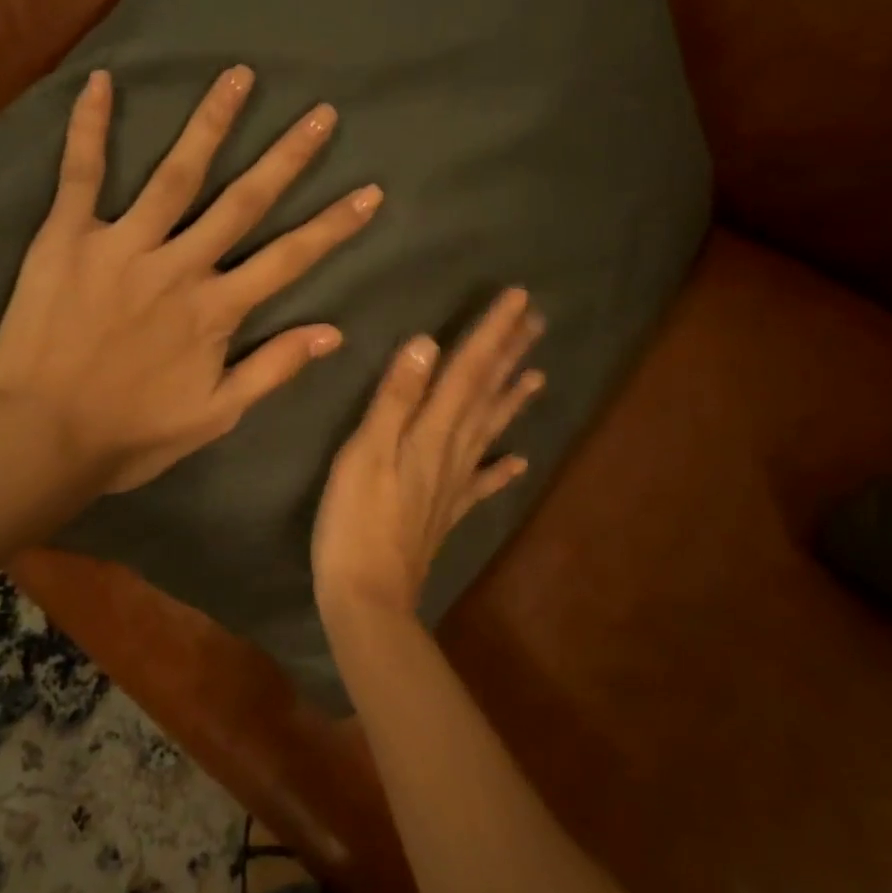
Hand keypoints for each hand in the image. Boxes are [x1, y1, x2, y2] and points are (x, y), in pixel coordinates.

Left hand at [0, 65, 381, 493]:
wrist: (38, 437)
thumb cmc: (130, 434)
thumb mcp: (215, 416)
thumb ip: (273, 369)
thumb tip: (333, 332)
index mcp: (216, 310)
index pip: (289, 259)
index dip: (333, 226)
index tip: (369, 191)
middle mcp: (179, 265)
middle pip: (243, 201)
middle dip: (287, 156)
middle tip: (320, 113)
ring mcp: (122, 245)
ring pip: (176, 173)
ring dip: (211, 122)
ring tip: (238, 76)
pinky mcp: (67, 238)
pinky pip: (80, 174)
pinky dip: (89, 127)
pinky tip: (101, 81)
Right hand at [313, 288, 545, 620]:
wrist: (368, 594)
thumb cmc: (354, 520)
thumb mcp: (365, 452)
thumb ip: (395, 398)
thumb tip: (426, 343)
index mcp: (431, 431)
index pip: (468, 370)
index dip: (492, 333)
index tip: (519, 298)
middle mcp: (451, 451)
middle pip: (486, 394)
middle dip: (509, 354)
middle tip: (537, 321)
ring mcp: (453, 484)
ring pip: (489, 430)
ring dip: (512, 399)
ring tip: (537, 374)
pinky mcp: (446, 512)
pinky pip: (482, 483)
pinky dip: (502, 469)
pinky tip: (519, 461)